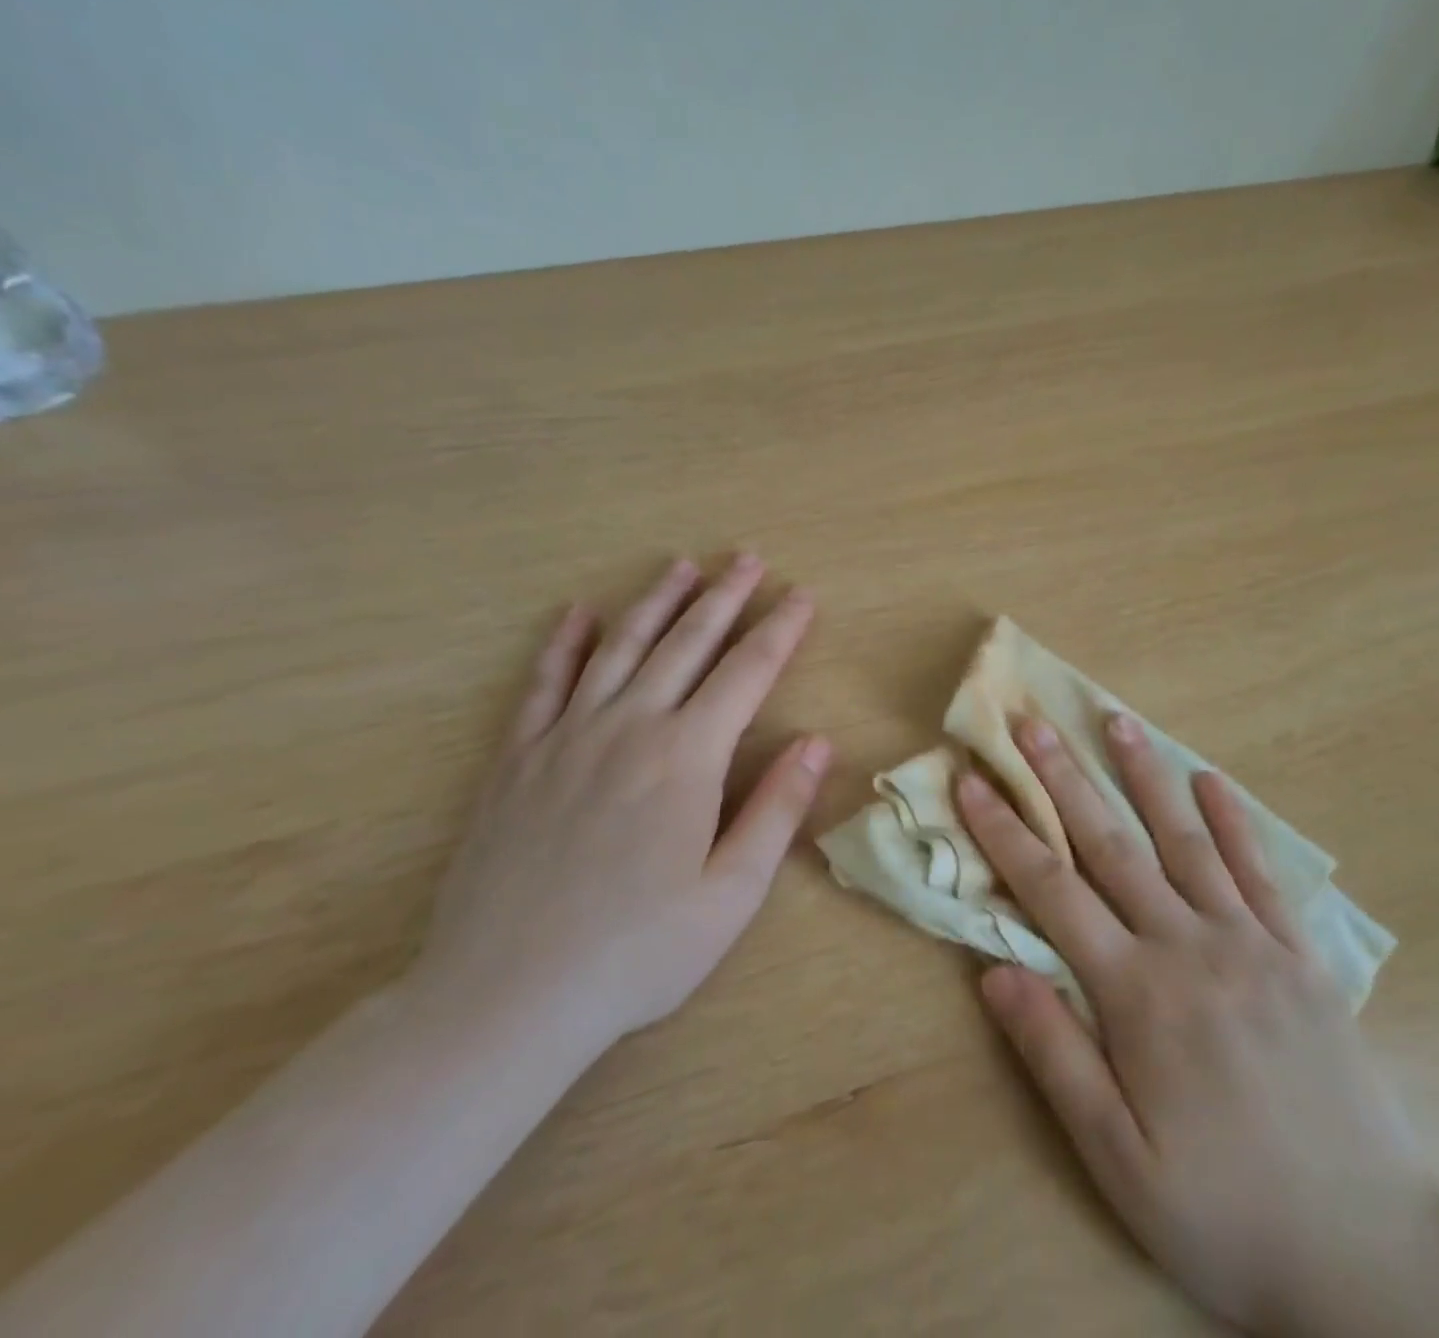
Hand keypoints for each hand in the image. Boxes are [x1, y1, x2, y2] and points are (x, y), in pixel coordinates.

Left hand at [414, 553, 831, 1052]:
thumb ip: (777, 810)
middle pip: (687, 643)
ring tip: (682, 566)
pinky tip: (579, 613)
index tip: (802, 596)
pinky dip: (564, 642)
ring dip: (656, 601)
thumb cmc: (636, 952)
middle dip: (724, 597)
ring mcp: (567, 737)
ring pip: (621, 647)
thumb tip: (817, 743)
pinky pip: (544, 682)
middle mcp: (630, 727)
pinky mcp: (517, 758)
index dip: (780, 630)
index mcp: (688, 757)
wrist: (504, 997)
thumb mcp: (730, 893)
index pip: (748, 672)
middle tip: (749, 558)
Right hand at [956, 715, 1438, 1337]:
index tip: (973, 779)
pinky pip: (1260, 872)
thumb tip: (994, 971)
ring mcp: (1251, 942)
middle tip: (1032, 722)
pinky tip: (1211, 780)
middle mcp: (1189, 946)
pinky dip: (1233, 820)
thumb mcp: (1118, 1161)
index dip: (1005, 831)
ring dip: (1145, 775)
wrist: (1370, 1256)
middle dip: (1063, 779)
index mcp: (1137, 993)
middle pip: (1111, 844)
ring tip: (1116, 721)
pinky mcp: (1300, 954)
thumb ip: (1054, 1056)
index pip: (1052, 890)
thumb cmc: (1225, 1214)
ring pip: (1184, 839)